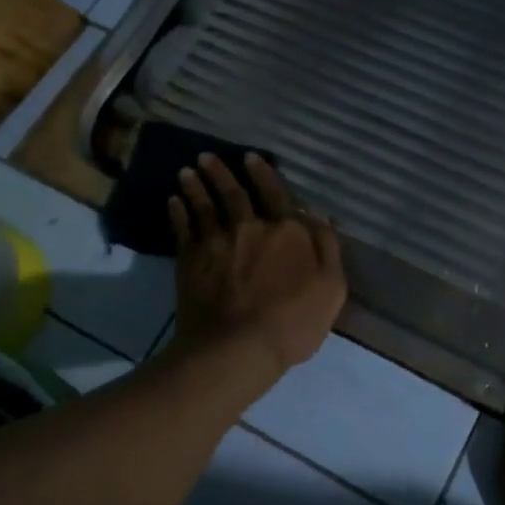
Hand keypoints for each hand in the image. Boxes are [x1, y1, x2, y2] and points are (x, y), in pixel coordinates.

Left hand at [169, 153, 345, 379]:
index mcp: (286, 231)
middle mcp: (249, 227)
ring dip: (195, 186)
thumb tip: (318, 214)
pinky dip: (178, 212)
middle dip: (219, 172)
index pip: (276, 194)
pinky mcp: (190, 260)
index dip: (264, 174)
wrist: (238, 347)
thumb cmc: (293, 321)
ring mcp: (216, 241)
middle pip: (233, 193)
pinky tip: (173, 202)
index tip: (250, 158)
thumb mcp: (331, 287)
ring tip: (186, 172)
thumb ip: (326, 247)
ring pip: (203, 205)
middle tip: (206, 157)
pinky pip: (183, 228)